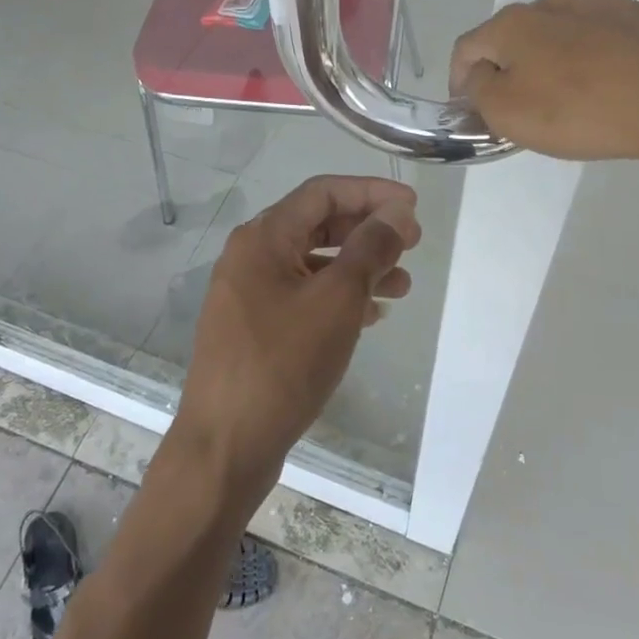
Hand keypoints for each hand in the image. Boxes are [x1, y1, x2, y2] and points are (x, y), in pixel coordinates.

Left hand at [173, 176, 420, 502]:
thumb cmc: (283, 363)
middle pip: (317, 224)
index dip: (371, 192)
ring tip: (402, 286)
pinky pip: (303, 296)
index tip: (412, 207)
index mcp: (263, 237)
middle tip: (412, 244)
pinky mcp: (255, 328)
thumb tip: (397, 212)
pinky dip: (338, 297)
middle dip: (367, 230)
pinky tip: (371, 314)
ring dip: (359, 267)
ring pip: (313, 263)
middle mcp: (251, 256)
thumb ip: (370, 249)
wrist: (225, 446)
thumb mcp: (337, 300)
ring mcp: (249, 294)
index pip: (323, 192)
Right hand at [450, 0, 638, 169]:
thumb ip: (478, 89)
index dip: (459, 80)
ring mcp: (598, 4)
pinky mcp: (637, 16)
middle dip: (506, 67)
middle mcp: (551, 3)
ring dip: (548, 56)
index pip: (467, 48)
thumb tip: (480, 73)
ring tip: (564, 90)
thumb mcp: (507, 113)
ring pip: (556, 31)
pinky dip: (589, 52)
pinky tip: (605, 78)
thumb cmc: (578, 111)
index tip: (468, 109)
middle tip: (518, 103)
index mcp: (512, 23)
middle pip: (512, 36)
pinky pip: (597, 33)